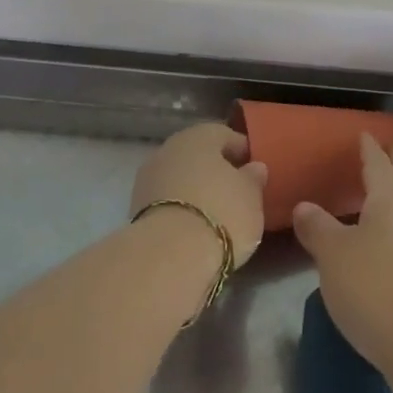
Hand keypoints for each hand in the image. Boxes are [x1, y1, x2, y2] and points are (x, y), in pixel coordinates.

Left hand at [131, 122, 268, 266]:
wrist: (169, 256)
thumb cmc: (220, 214)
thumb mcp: (251, 196)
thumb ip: (253, 178)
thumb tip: (254, 167)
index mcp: (199, 136)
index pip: (225, 136)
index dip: (243, 152)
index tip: (256, 171)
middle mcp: (169, 149)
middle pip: (198, 156)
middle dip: (216, 172)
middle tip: (236, 193)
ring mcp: (148, 179)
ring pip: (180, 179)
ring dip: (196, 191)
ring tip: (216, 215)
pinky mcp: (136, 209)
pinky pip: (167, 202)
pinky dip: (181, 209)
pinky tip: (194, 227)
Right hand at [291, 134, 392, 392]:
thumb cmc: (377, 288)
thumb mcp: (334, 255)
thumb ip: (318, 228)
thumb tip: (304, 205)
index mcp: (389, 199)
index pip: (377, 164)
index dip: (369, 149)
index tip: (364, 134)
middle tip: (391, 148)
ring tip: (389, 192)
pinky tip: (391, 242)